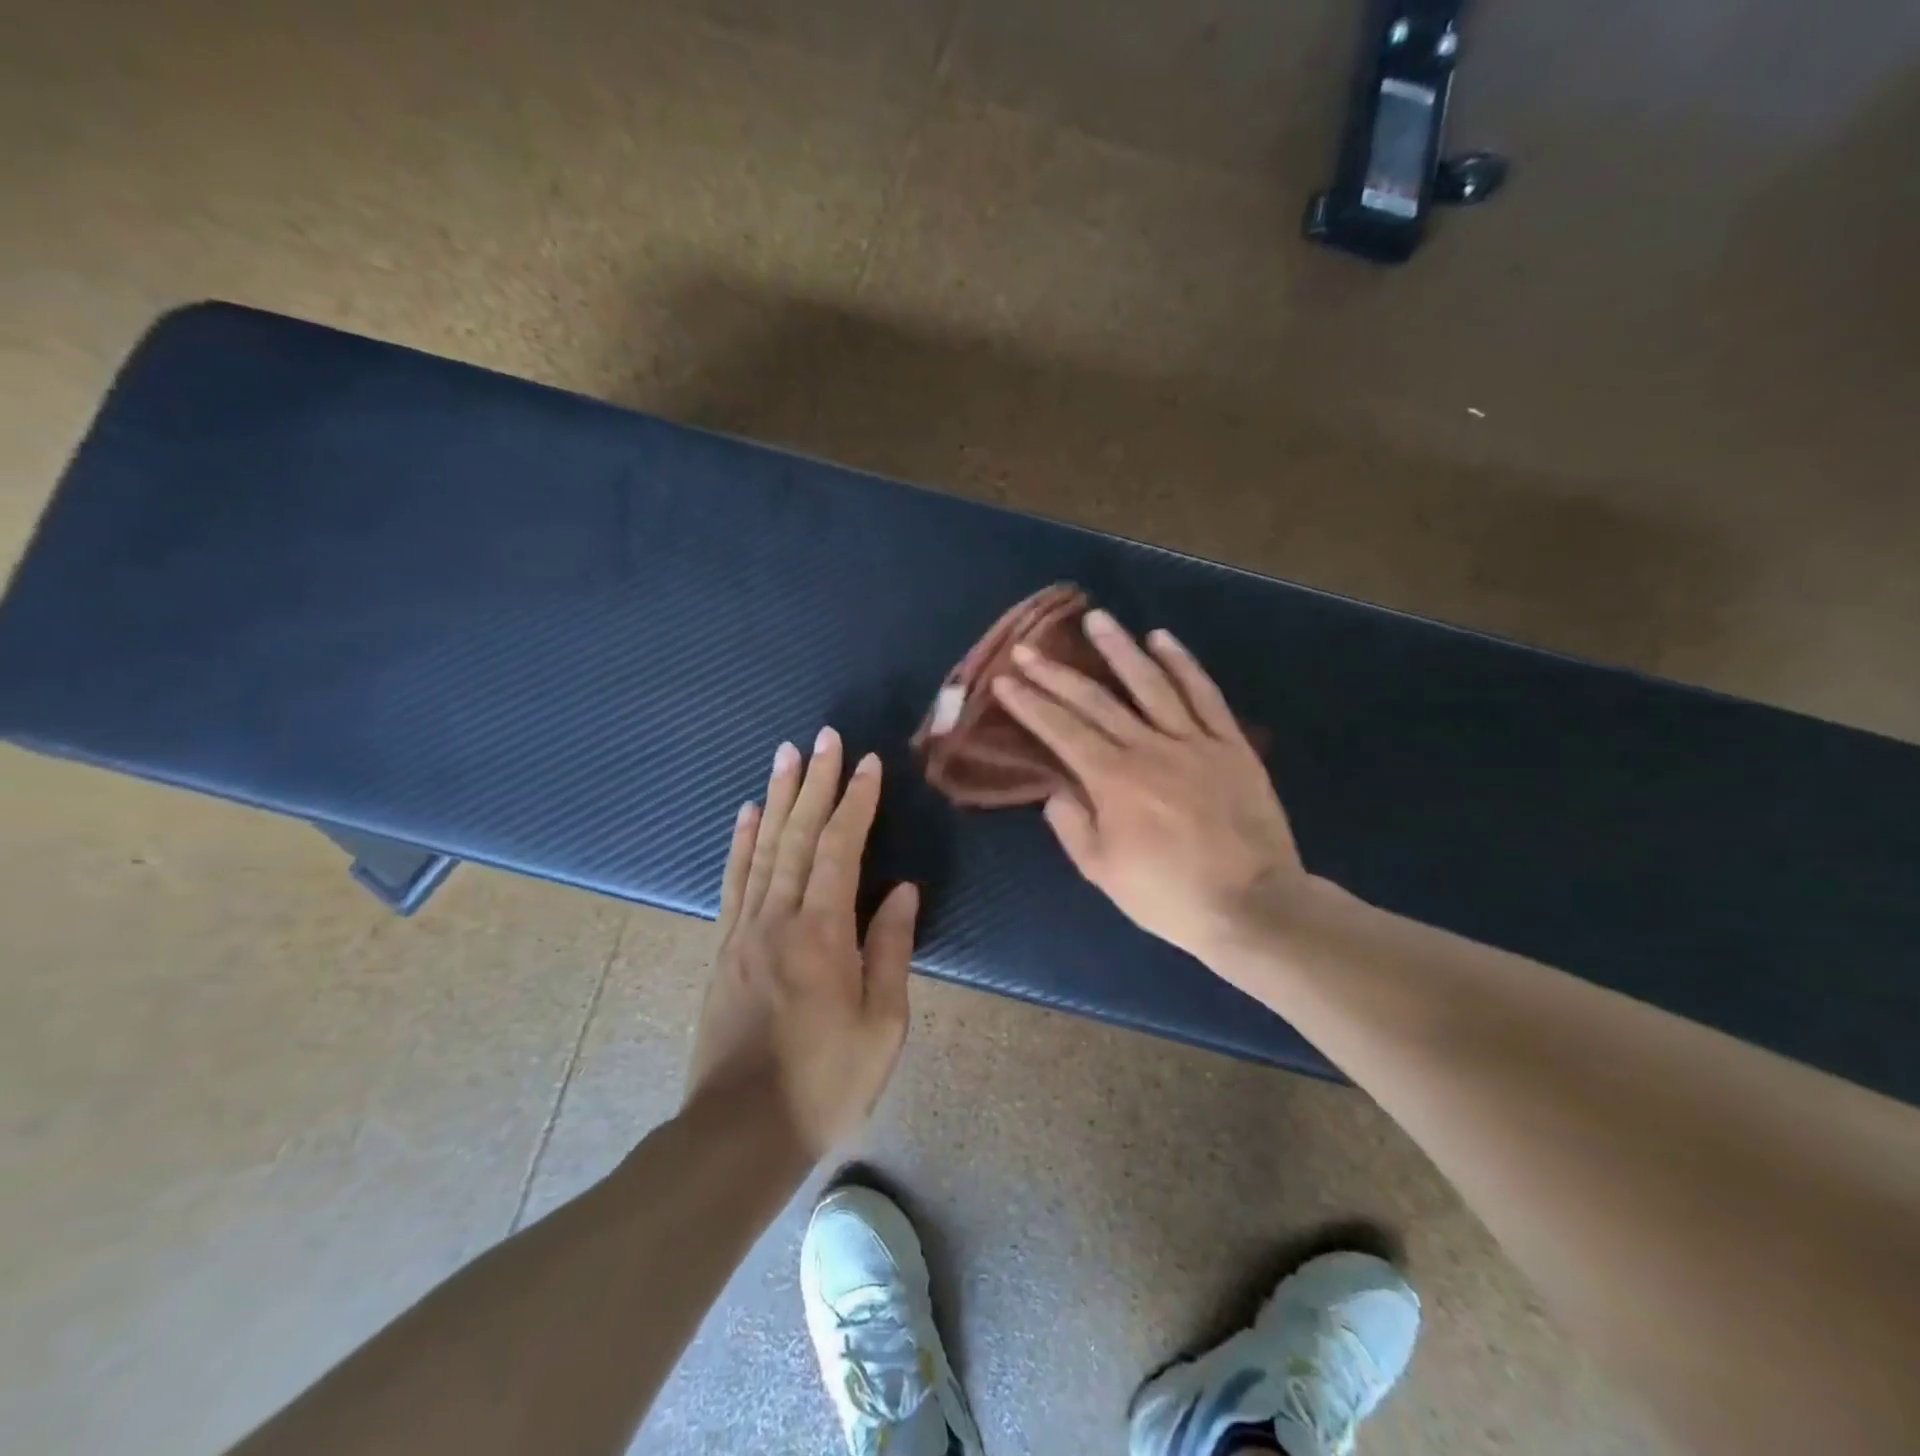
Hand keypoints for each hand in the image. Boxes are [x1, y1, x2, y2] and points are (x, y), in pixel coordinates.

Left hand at [685, 727, 916, 1159]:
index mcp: (823, 932)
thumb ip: (891, 948)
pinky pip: (733, 880)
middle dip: (814, 781)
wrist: (740, 1132)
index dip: (855, 802)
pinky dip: (741, 841)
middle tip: (823, 736)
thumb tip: (903, 890)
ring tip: (785, 754)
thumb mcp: (882, 1023)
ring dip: (777, 797)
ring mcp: (744, 929)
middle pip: (798, 834)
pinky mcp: (724, 946)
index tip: (867, 763)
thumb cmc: (825, 1081)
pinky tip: (746, 813)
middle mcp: (778, 917)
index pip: (841, 848)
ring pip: (763, 847)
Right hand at [990, 611, 1306, 967]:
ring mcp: (1194, 741)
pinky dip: (1184, 664)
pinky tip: (1163, 640)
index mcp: (1113, 780)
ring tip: (1096, 619)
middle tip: (1029, 647)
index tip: (1006, 679)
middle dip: (1056, 672)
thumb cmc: (1168, 896)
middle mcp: (1149, 748)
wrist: (1251, 907)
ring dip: (1119, 649)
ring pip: (1151, 683)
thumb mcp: (1103, 871)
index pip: (1061, 730)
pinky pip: (1205, 695)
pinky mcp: (1231, 745)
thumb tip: (1056, 790)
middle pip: (1096, 700)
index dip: (1030, 702)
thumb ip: (1072, 825)